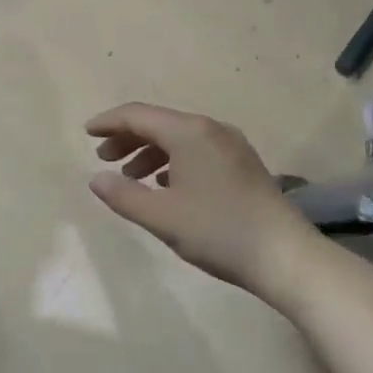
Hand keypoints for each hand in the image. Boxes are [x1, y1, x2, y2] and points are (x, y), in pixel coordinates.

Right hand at [86, 102, 301, 292]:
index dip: (109, 122)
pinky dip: (173, 160)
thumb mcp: (161, 217)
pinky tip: (166, 185)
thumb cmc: (218, 231)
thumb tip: (96, 179)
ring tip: (131, 177)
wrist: (286, 256)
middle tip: (104, 159)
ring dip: (149, 151)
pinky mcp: (243, 163)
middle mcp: (210, 128)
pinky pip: (197, 149)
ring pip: (179, 137)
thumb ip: (123, 195)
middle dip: (127, 138)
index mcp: (188, 132)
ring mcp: (231, 145)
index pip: (138, 115)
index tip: (86, 133)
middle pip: (159, 123)